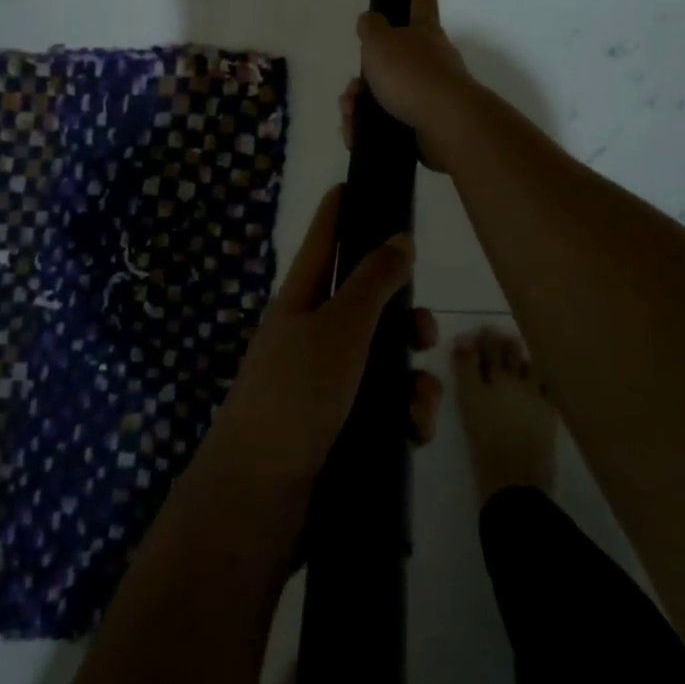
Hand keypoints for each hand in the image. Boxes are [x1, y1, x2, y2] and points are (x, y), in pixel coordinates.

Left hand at [205, 187, 443, 494]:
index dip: (339, 211)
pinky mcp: (337, 430)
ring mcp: (321, 386)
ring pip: (380, 359)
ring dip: (410, 374)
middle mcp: (309, 336)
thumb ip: (374, 282)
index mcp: (300, 301)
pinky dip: (402, 414)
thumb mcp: (340, 327)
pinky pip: (380, 406)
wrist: (258, 501)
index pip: (323, 241)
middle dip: (402, 313)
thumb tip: (399, 237)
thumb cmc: (296, 395)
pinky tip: (414, 430)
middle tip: (426, 327)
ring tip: (420, 399)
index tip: (356, 182)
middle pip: (363, 304)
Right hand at [349, 0, 476, 169]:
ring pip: (387, 94)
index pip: (422, 2)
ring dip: (361, 103)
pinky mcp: (427, 126)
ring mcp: (432, 94)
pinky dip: (368, 128)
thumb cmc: (411, 74)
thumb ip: (371, 28)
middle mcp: (433, 60)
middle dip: (368, 74)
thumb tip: (370, 20)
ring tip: (350, 114)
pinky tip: (355, 134)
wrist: (446, 125)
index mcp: (424, 33)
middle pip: (395, 59)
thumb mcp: (380, 42)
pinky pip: (389, 124)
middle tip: (351, 89)